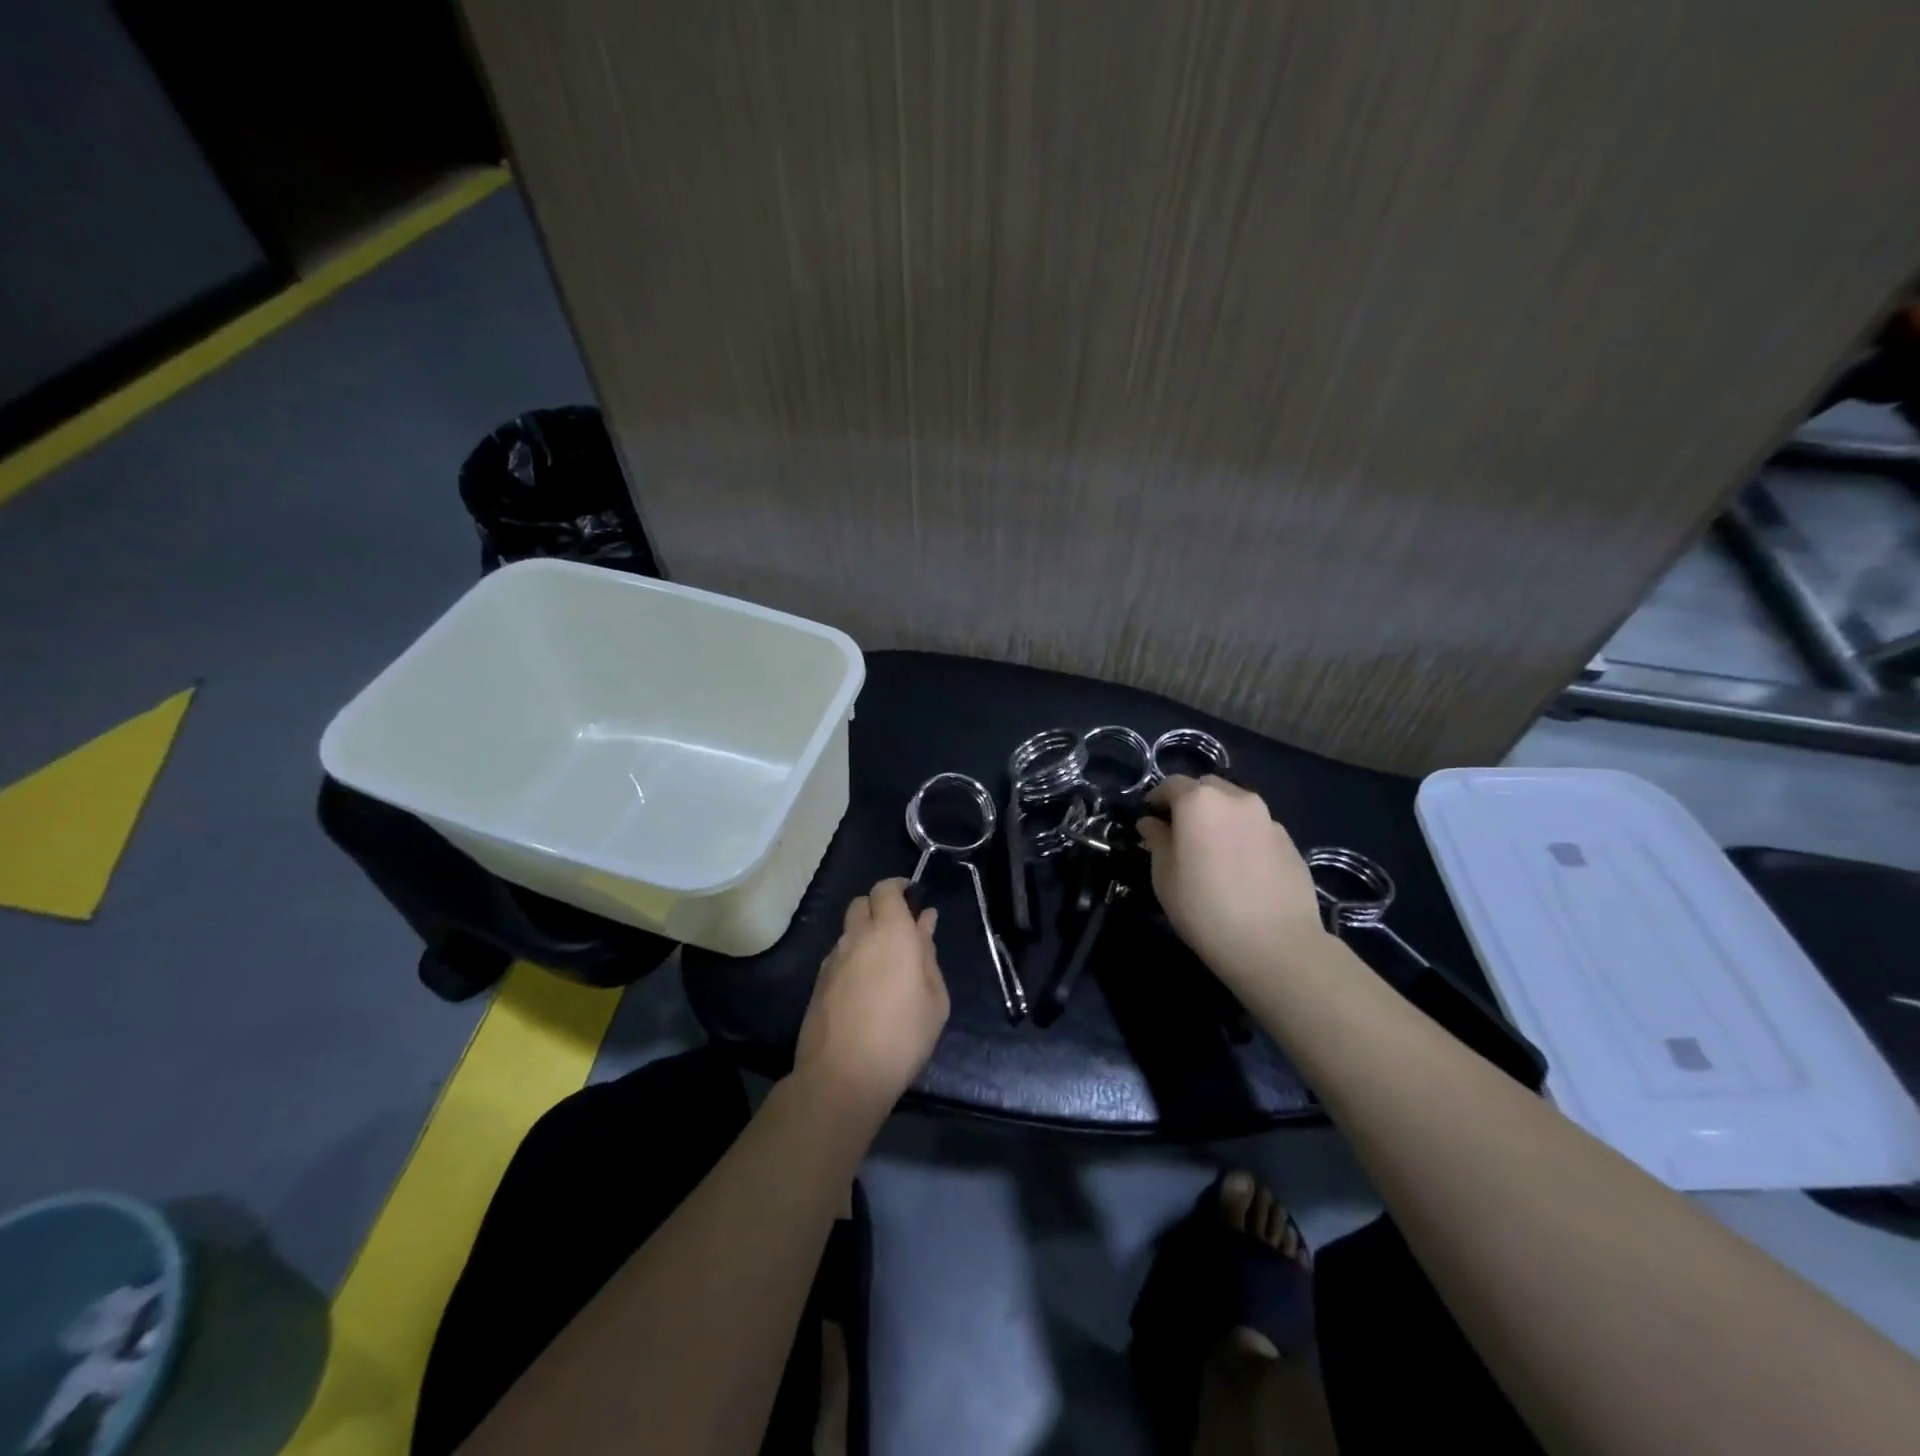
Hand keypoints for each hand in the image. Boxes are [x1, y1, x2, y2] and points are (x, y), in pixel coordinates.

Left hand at [793, 878, 949, 1119]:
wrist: (843, 1076)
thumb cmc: (902, 1036)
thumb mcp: (935, 999)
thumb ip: (928, 954)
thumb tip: (924, 922)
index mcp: (891, 932)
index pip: (886, 889)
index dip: (898, 887)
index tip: (913, 897)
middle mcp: (857, 936)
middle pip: (862, 903)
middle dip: (880, 907)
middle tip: (901, 931)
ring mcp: (833, 959)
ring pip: (848, 930)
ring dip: (865, 933)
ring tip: (885, 964)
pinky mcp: (818, 982)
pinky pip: (839, 955)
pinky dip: (853, 957)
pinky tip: (865, 987)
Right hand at [1137, 775, 1326, 988]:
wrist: (1276, 944)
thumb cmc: (1205, 908)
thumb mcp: (1164, 877)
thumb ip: (1157, 841)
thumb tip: (1151, 823)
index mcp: (1200, 801)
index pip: (1172, 784)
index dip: (1157, 798)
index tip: (1149, 817)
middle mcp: (1236, 799)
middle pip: (1207, 787)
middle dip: (1191, 800)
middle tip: (1180, 830)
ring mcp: (1268, 819)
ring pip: (1236, 805)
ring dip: (1220, 816)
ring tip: (1213, 849)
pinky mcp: (1290, 842)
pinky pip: (1258, 827)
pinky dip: (1243, 835)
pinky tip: (1241, 867)